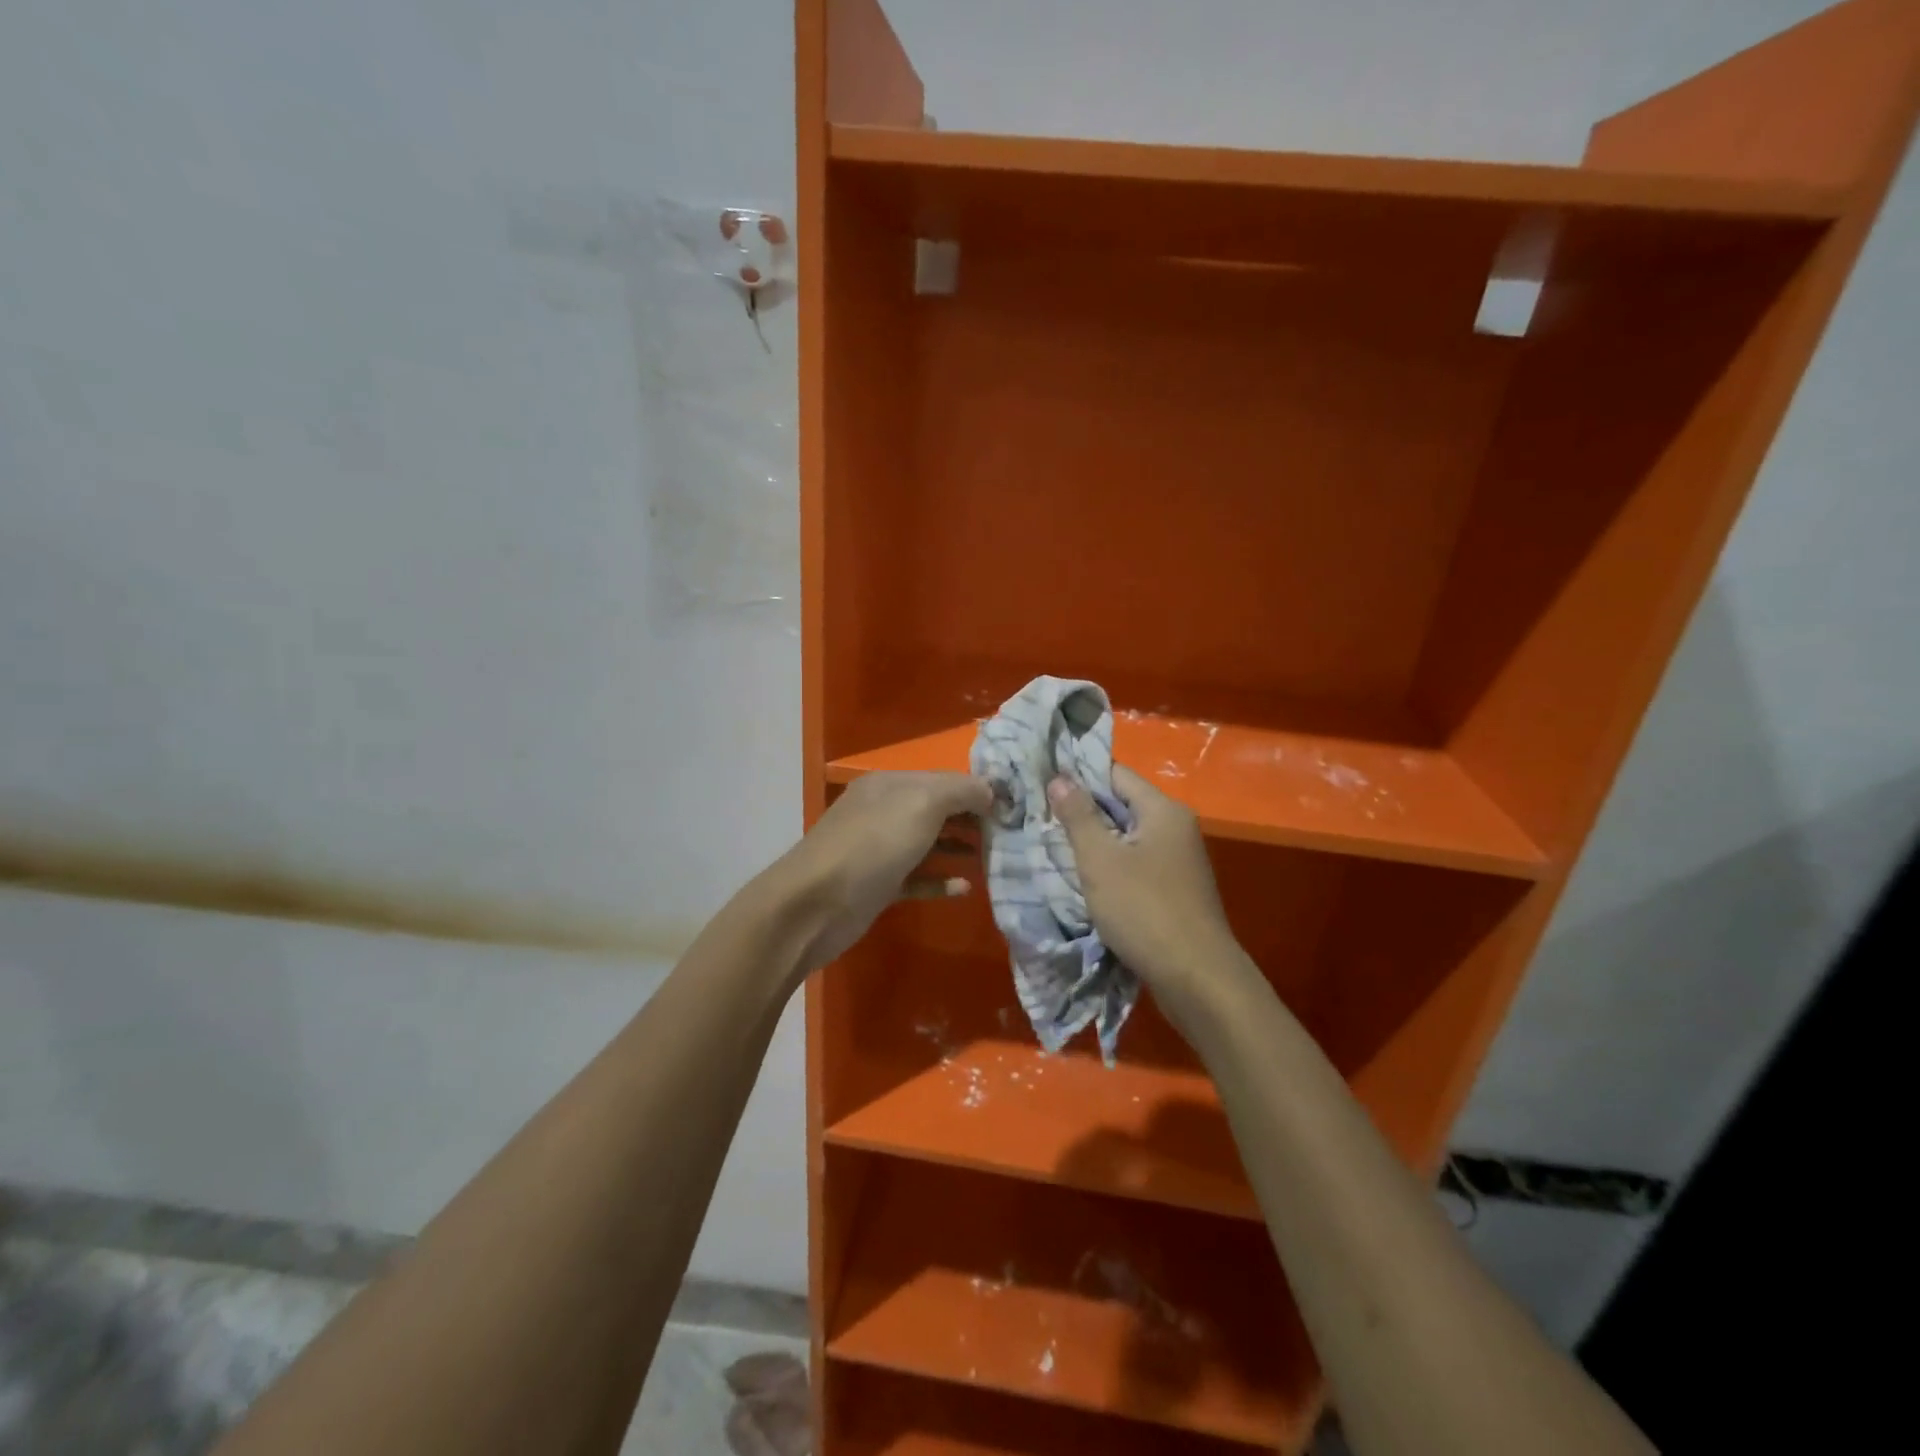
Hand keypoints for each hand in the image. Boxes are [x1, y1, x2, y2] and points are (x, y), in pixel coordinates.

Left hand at [771, 771, 992, 973]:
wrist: (815, 905)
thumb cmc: (873, 844)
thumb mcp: (922, 804)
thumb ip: (960, 791)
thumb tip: (991, 790)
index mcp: (890, 784)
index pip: (942, 779)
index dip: (977, 789)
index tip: (1013, 806)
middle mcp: (883, 811)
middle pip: (935, 810)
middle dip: (971, 818)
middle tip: (1009, 834)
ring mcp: (878, 850)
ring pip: (927, 844)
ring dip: (958, 849)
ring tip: (994, 858)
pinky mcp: (877, 886)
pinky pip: (917, 879)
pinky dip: (940, 882)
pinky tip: (965, 888)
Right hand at [1047, 764, 1247, 1005]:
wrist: (1197, 978)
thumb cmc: (1144, 910)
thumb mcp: (1100, 860)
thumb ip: (1078, 816)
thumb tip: (1059, 778)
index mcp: (1163, 810)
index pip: (1115, 774)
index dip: (1078, 776)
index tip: (1043, 784)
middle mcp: (1176, 828)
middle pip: (1122, 804)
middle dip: (1083, 811)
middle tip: (1040, 816)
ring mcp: (1179, 861)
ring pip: (1128, 837)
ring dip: (1096, 842)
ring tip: (1054, 846)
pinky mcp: (1176, 890)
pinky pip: (1137, 864)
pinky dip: (1112, 866)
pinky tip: (1086, 880)